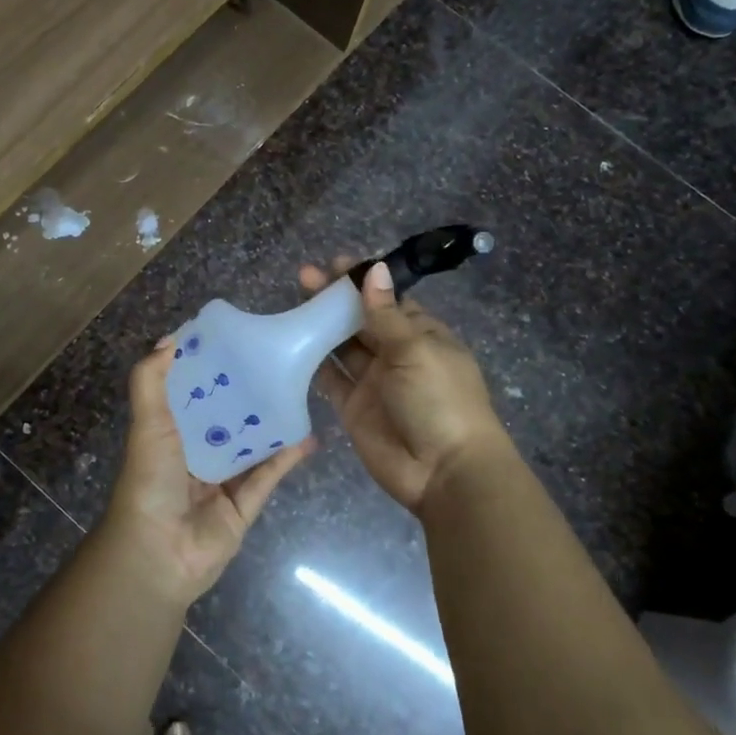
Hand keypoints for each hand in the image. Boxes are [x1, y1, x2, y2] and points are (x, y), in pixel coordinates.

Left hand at [102, 337, 315, 606]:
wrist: (158, 553)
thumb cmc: (150, 481)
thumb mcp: (147, 424)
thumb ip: (151, 382)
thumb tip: (170, 338)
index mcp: (170, 432)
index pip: (192, 392)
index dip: (210, 368)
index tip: (238, 339)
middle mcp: (196, 452)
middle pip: (226, 416)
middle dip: (248, 392)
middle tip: (279, 362)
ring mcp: (222, 480)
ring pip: (252, 444)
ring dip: (272, 422)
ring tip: (300, 391)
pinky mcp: (244, 504)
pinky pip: (269, 475)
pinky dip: (288, 456)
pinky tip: (310, 435)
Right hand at [302, 258, 509, 513]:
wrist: (444, 471)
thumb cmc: (439, 400)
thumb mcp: (416, 350)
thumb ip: (386, 314)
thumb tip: (374, 269)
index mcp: (422, 335)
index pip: (388, 300)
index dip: (362, 282)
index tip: (335, 263)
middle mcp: (397, 355)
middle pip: (361, 320)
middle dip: (335, 299)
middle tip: (304, 277)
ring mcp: (374, 382)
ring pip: (343, 347)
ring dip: (321, 326)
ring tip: (294, 302)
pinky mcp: (354, 408)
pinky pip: (331, 379)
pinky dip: (314, 363)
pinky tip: (292, 343)